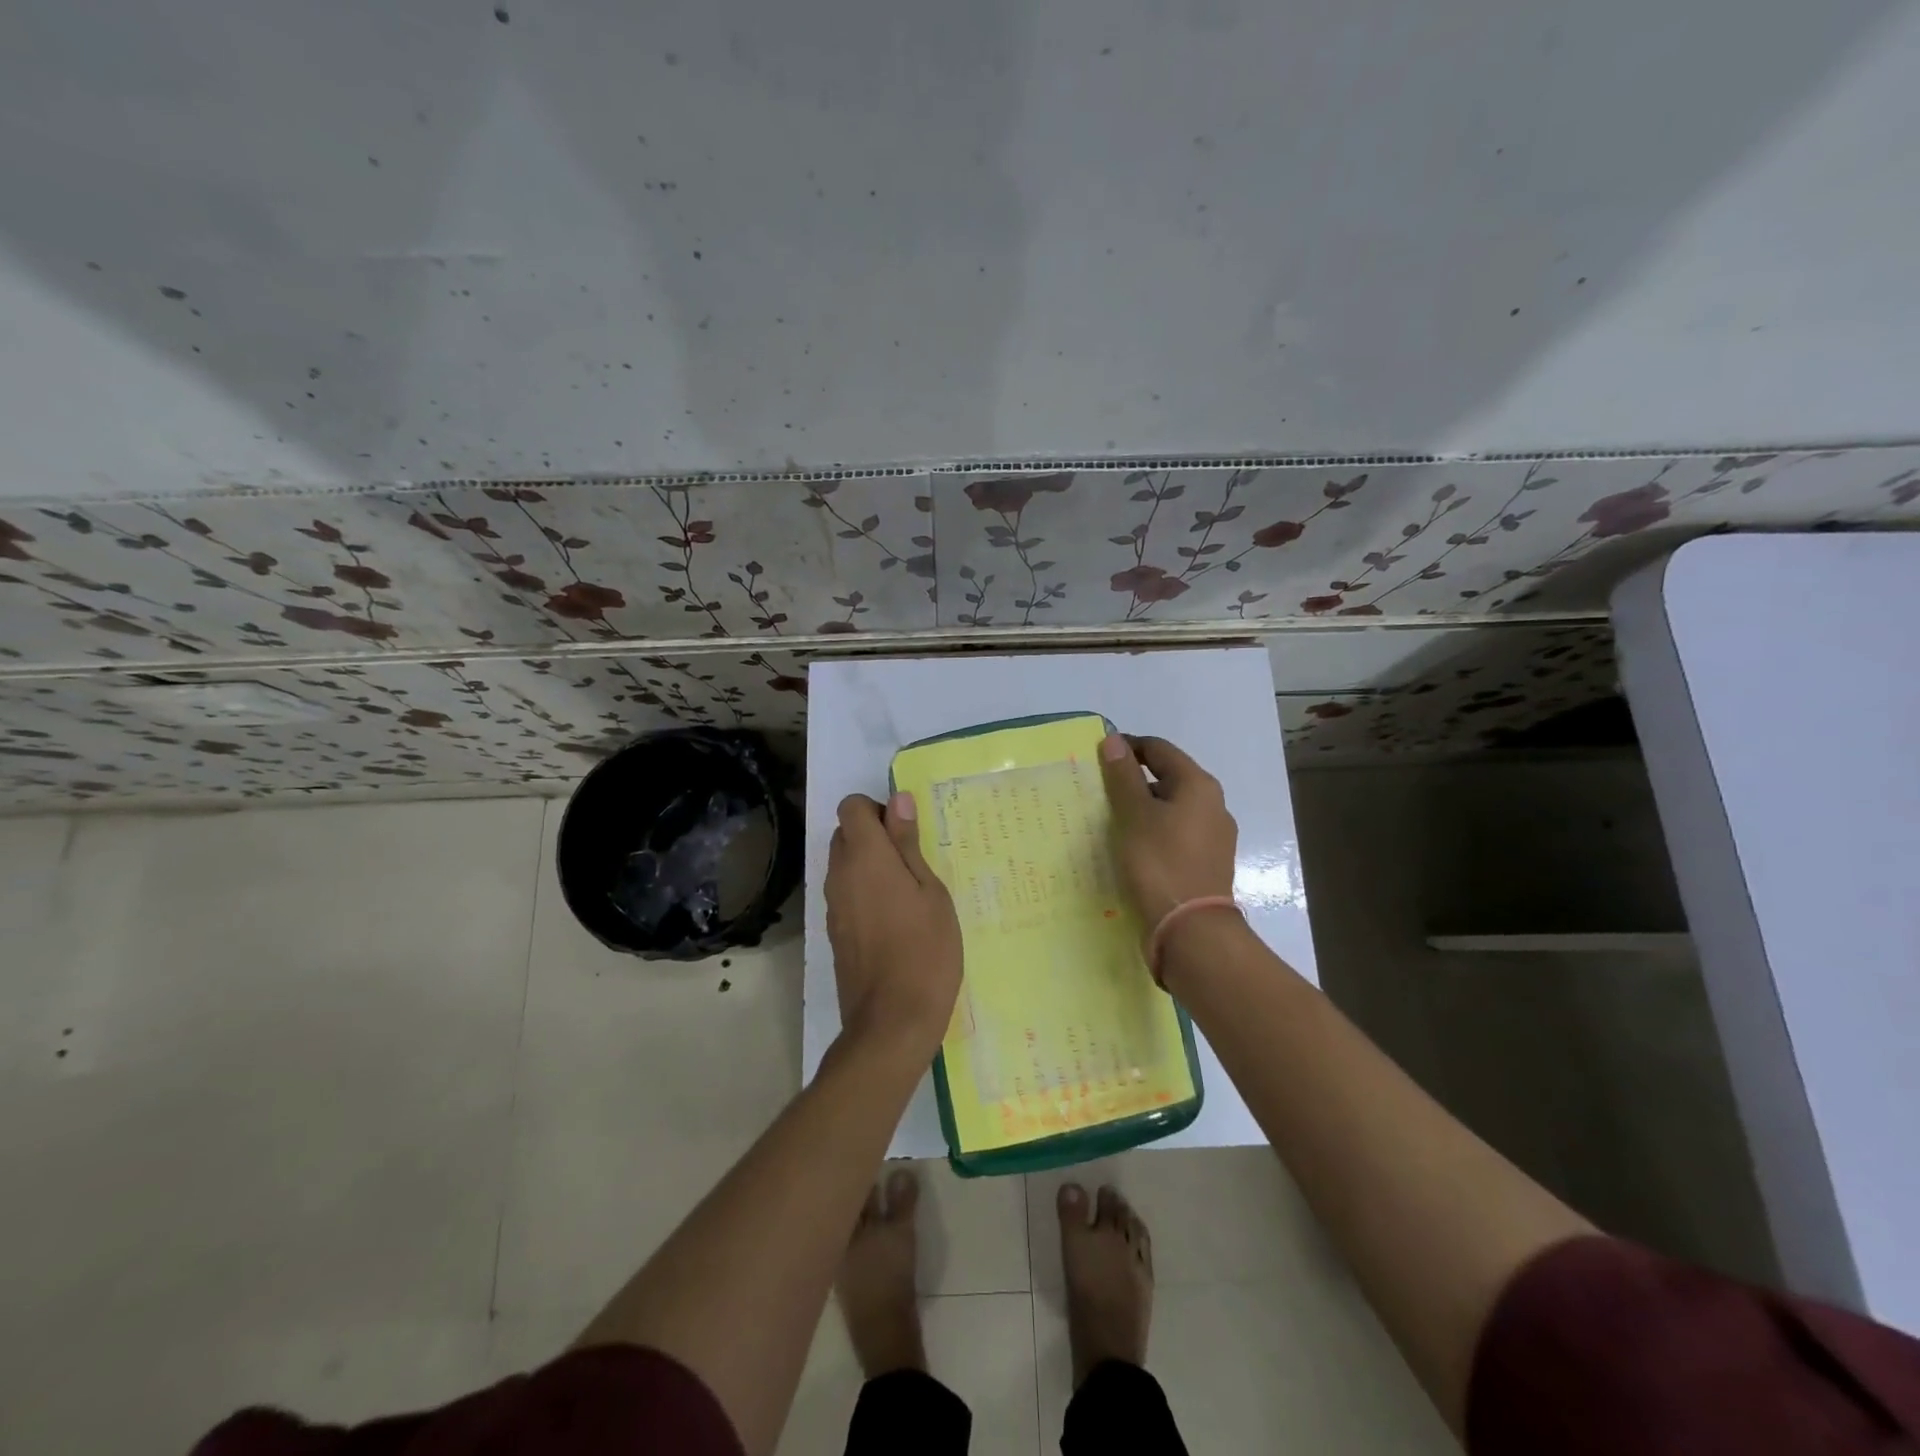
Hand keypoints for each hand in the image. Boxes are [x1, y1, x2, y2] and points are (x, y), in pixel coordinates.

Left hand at [825, 791, 962, 1059]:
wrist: (892, 1021)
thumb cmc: (925, 950)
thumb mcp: (931, 891)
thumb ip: (908, 844)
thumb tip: (898, 800)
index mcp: (865, 856)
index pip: (851, 806)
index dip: (876, 809)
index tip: (905, 832)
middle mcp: (839, 874)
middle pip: (845, 834)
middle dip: (874, 836)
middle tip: (912, 863)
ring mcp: (833, 905)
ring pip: (844, 865)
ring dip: (870, 866)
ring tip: (909, 894)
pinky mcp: (835, 932)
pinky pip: (846, 894)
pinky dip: (864, 893)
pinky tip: (896, 921)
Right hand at [1098, 733, 1238, 926]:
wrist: (1191, 930)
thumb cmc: (1159, 863)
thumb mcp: (1134, 814)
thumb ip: (1123, 776)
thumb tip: (1114, 740)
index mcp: (1199, 785)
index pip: (1159, 749)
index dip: (1127, 748)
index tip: (1096, 759)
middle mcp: (1213, 805)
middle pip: (1167, 778)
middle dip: (1133, 781)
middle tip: (1099, 794)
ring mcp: (1214, 836)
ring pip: (1171, 809)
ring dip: (1142, 809)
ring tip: (1111, 823)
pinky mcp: (1207, 862)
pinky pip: (1175, 834)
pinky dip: (1153, 832)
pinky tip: (1133, 849)